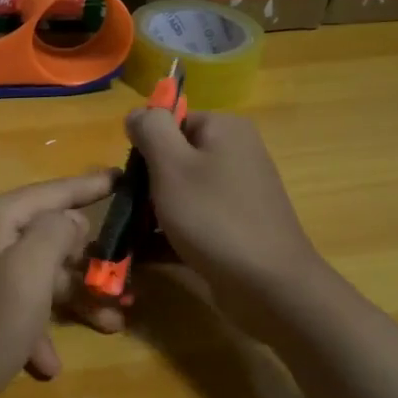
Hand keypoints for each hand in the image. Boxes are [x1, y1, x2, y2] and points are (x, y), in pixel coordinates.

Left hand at [0, 171, 115, 397]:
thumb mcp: (29, 275)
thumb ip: (55, 234)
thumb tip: (70, 219)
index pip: (52, 192)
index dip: (90, 186)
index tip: (122, 178)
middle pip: (44, 237)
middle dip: (87, 265)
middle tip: (124, 283)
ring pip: (31, 274)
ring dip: (68, 300)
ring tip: (107, 326)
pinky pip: (8, 302)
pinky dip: (31, 327)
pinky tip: (46, 363)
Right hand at [125, 109, 324, 333]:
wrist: (268, 285)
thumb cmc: (214, 217)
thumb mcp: (172, 165)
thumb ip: (151, 130)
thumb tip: (138, 112)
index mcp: (225, 130)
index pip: (172, 122)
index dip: (146, 147)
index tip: (132, 178)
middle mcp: (235, 155)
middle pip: (174, 158)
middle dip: (146, 184)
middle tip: (130, 211)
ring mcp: (237, 194)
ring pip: (180, 193)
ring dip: (152, 213)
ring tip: (131, 237)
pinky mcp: (234, 228)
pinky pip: (193, 221)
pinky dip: (169, 234)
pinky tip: (143, 255)